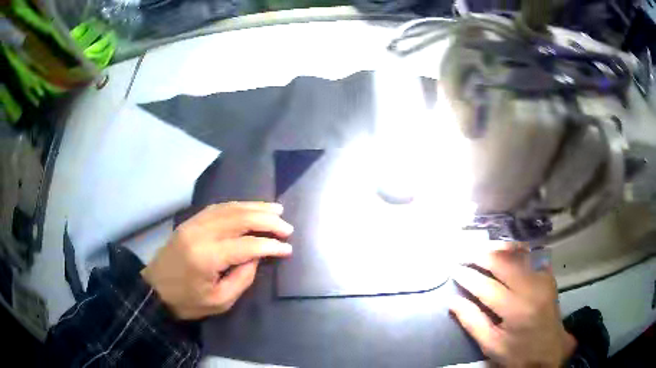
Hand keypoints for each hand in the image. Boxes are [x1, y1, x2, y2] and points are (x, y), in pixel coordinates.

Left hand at [141, 202, 293, 319]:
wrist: (154, 290)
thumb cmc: (187, 302)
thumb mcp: (219, 301)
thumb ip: (242, 278)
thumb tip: (257, 256)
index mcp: (207, 257)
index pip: (247, 245)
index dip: (271, 245)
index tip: (288, 248)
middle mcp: (201, 234)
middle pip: (240, 218)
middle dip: (267, 220)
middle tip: (287, 226)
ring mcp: (194, 224)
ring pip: (230, 208)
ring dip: (255, 207)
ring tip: (276, 209)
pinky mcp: (190, 222)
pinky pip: (217, 207)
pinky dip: (237, 205)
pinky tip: (249, 207)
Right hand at [450, 245, 576, 366]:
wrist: (549, 352)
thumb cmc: (518, 353)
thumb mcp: (491, 345)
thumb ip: (472, 322)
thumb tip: (453, 301)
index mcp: (515, 310)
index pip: (486, 286)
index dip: (468, 277)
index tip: (454, 270)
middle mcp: (531, 288)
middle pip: (504, 262)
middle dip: (481, 256)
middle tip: (464, 255)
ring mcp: (543, 279)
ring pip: (518, 254)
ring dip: (498, 249)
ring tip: (482, 249)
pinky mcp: (548, 276)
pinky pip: (532, 256)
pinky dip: (517, 251)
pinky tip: (506, 251)